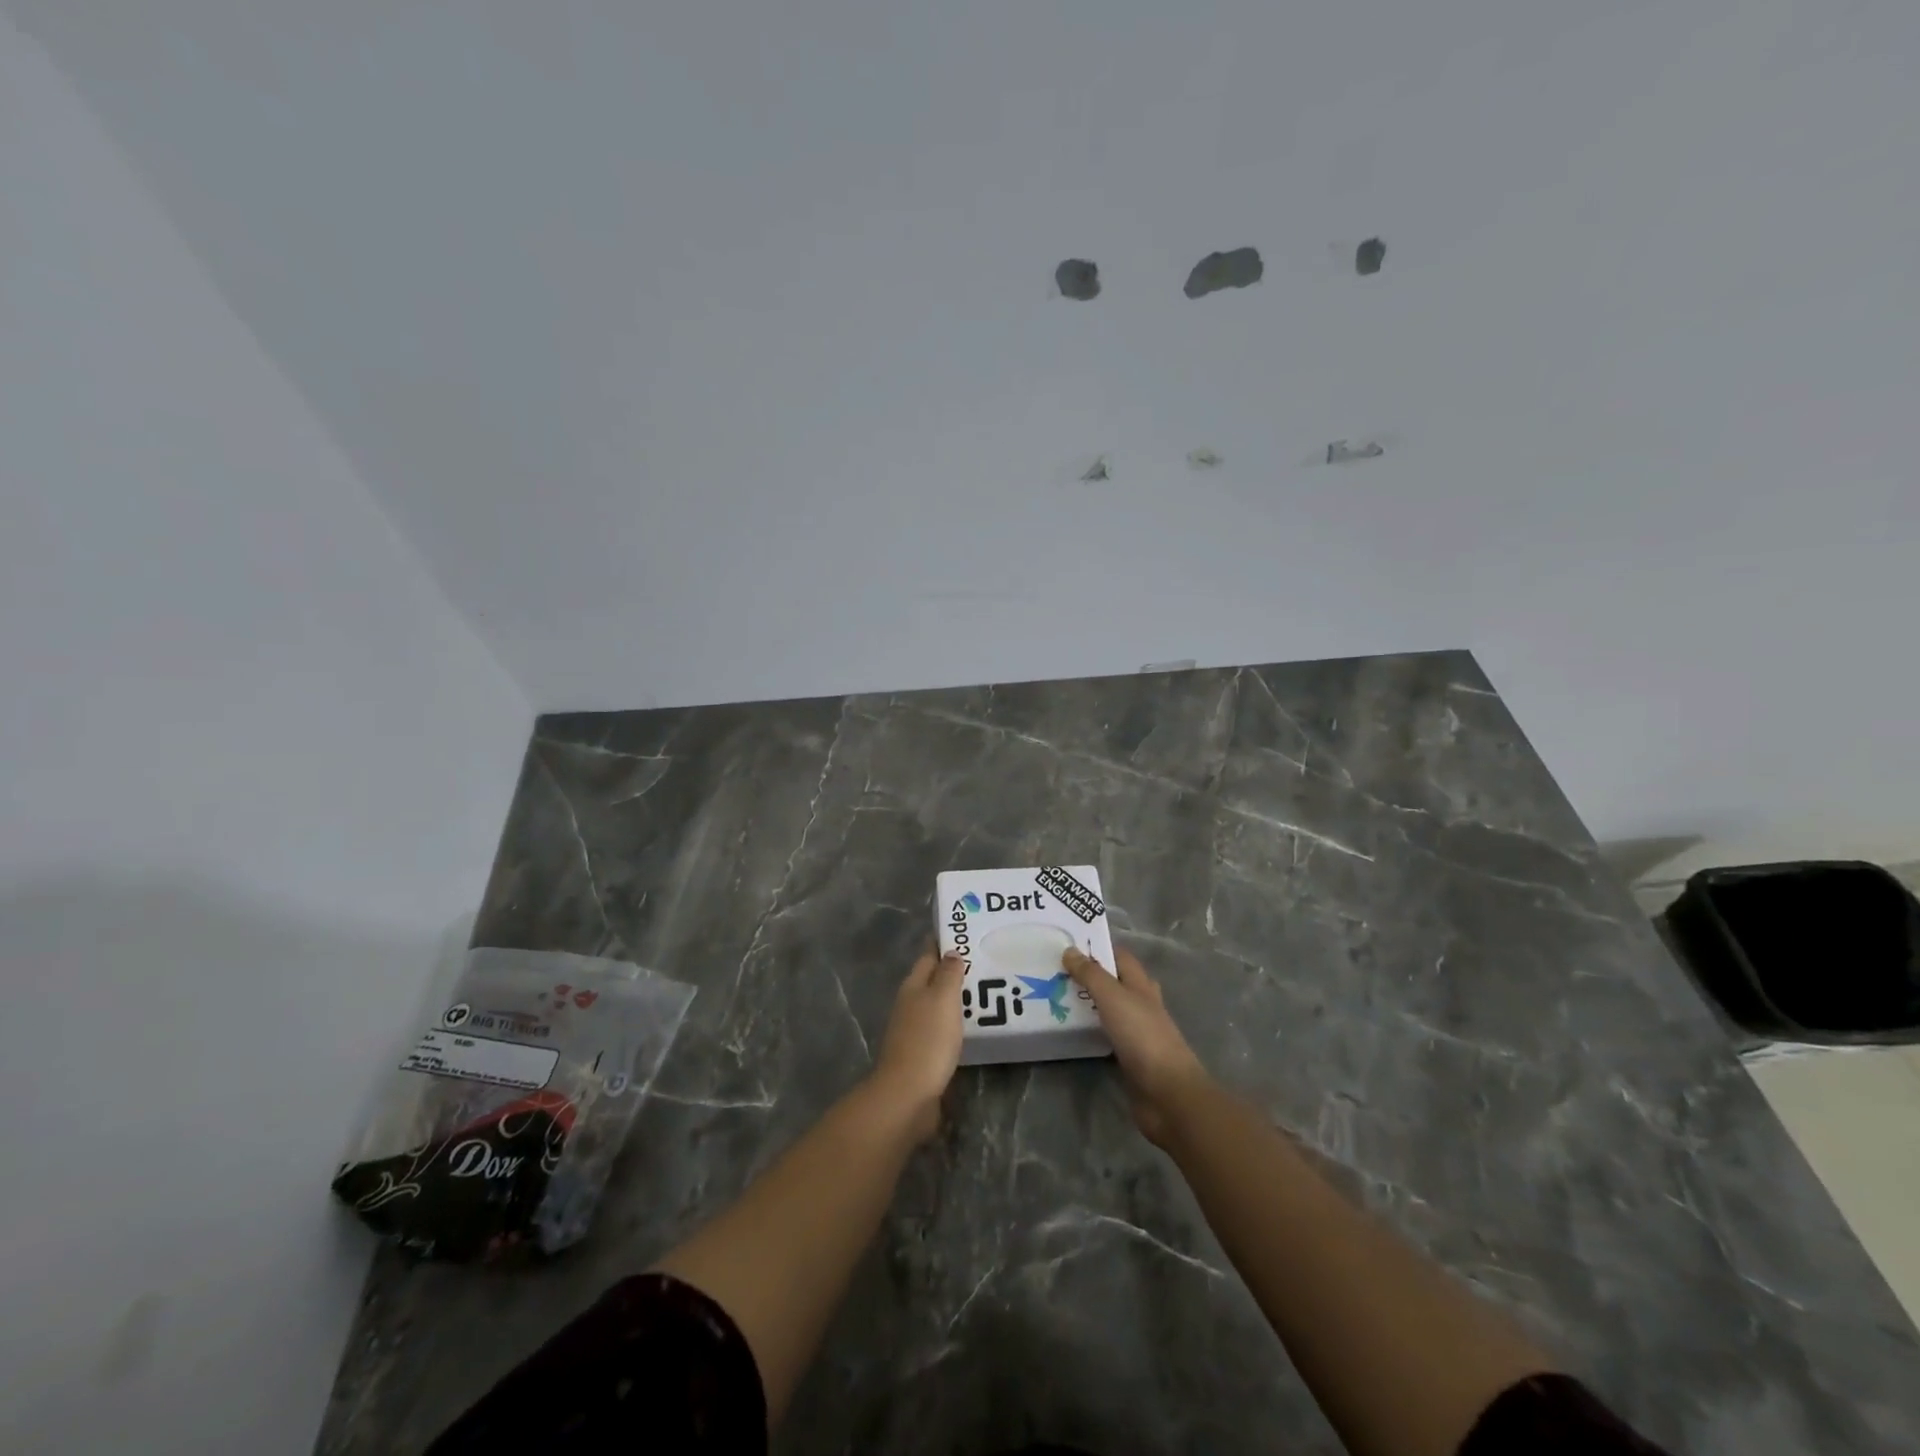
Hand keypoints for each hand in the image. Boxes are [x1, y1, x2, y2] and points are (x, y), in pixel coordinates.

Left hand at [868, 948, 964, 1142]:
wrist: (908, 1094)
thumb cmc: (928, 1039)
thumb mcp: (942, 999)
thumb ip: (948, 974)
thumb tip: (951, 951)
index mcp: (912, 986)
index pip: (928, 955)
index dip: (943, 943)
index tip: (965, 933)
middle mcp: (909, 1004)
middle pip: (931, 980)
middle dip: (952, 971)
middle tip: (983, 962)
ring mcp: (913, 1030)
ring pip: (936, 1005)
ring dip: (955, 998)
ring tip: (984, 992)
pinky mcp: (922, 1054)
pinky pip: (941, 1029)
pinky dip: (955, 1023)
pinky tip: (972, 1026)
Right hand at [1063, 945, 1210, 1145]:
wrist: (1168, 1093)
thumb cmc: (1143, 1036)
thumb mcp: (1113, 997)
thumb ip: (1091, 974)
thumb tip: (1069, 950)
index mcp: (1141, 984)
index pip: (1119, 956)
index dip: (1097, 948)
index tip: (1066, 944)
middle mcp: (1140, 1004)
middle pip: (1113, 982)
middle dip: (1088, 975)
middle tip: (1054, 971)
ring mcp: (1136, 1032)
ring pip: (1108, 1009)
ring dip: (1087, 1003)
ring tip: (1054, 997)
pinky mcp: (1128, 1057)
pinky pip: (1105, 1035)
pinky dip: (1089, 1030)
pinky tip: (1069, 1031)